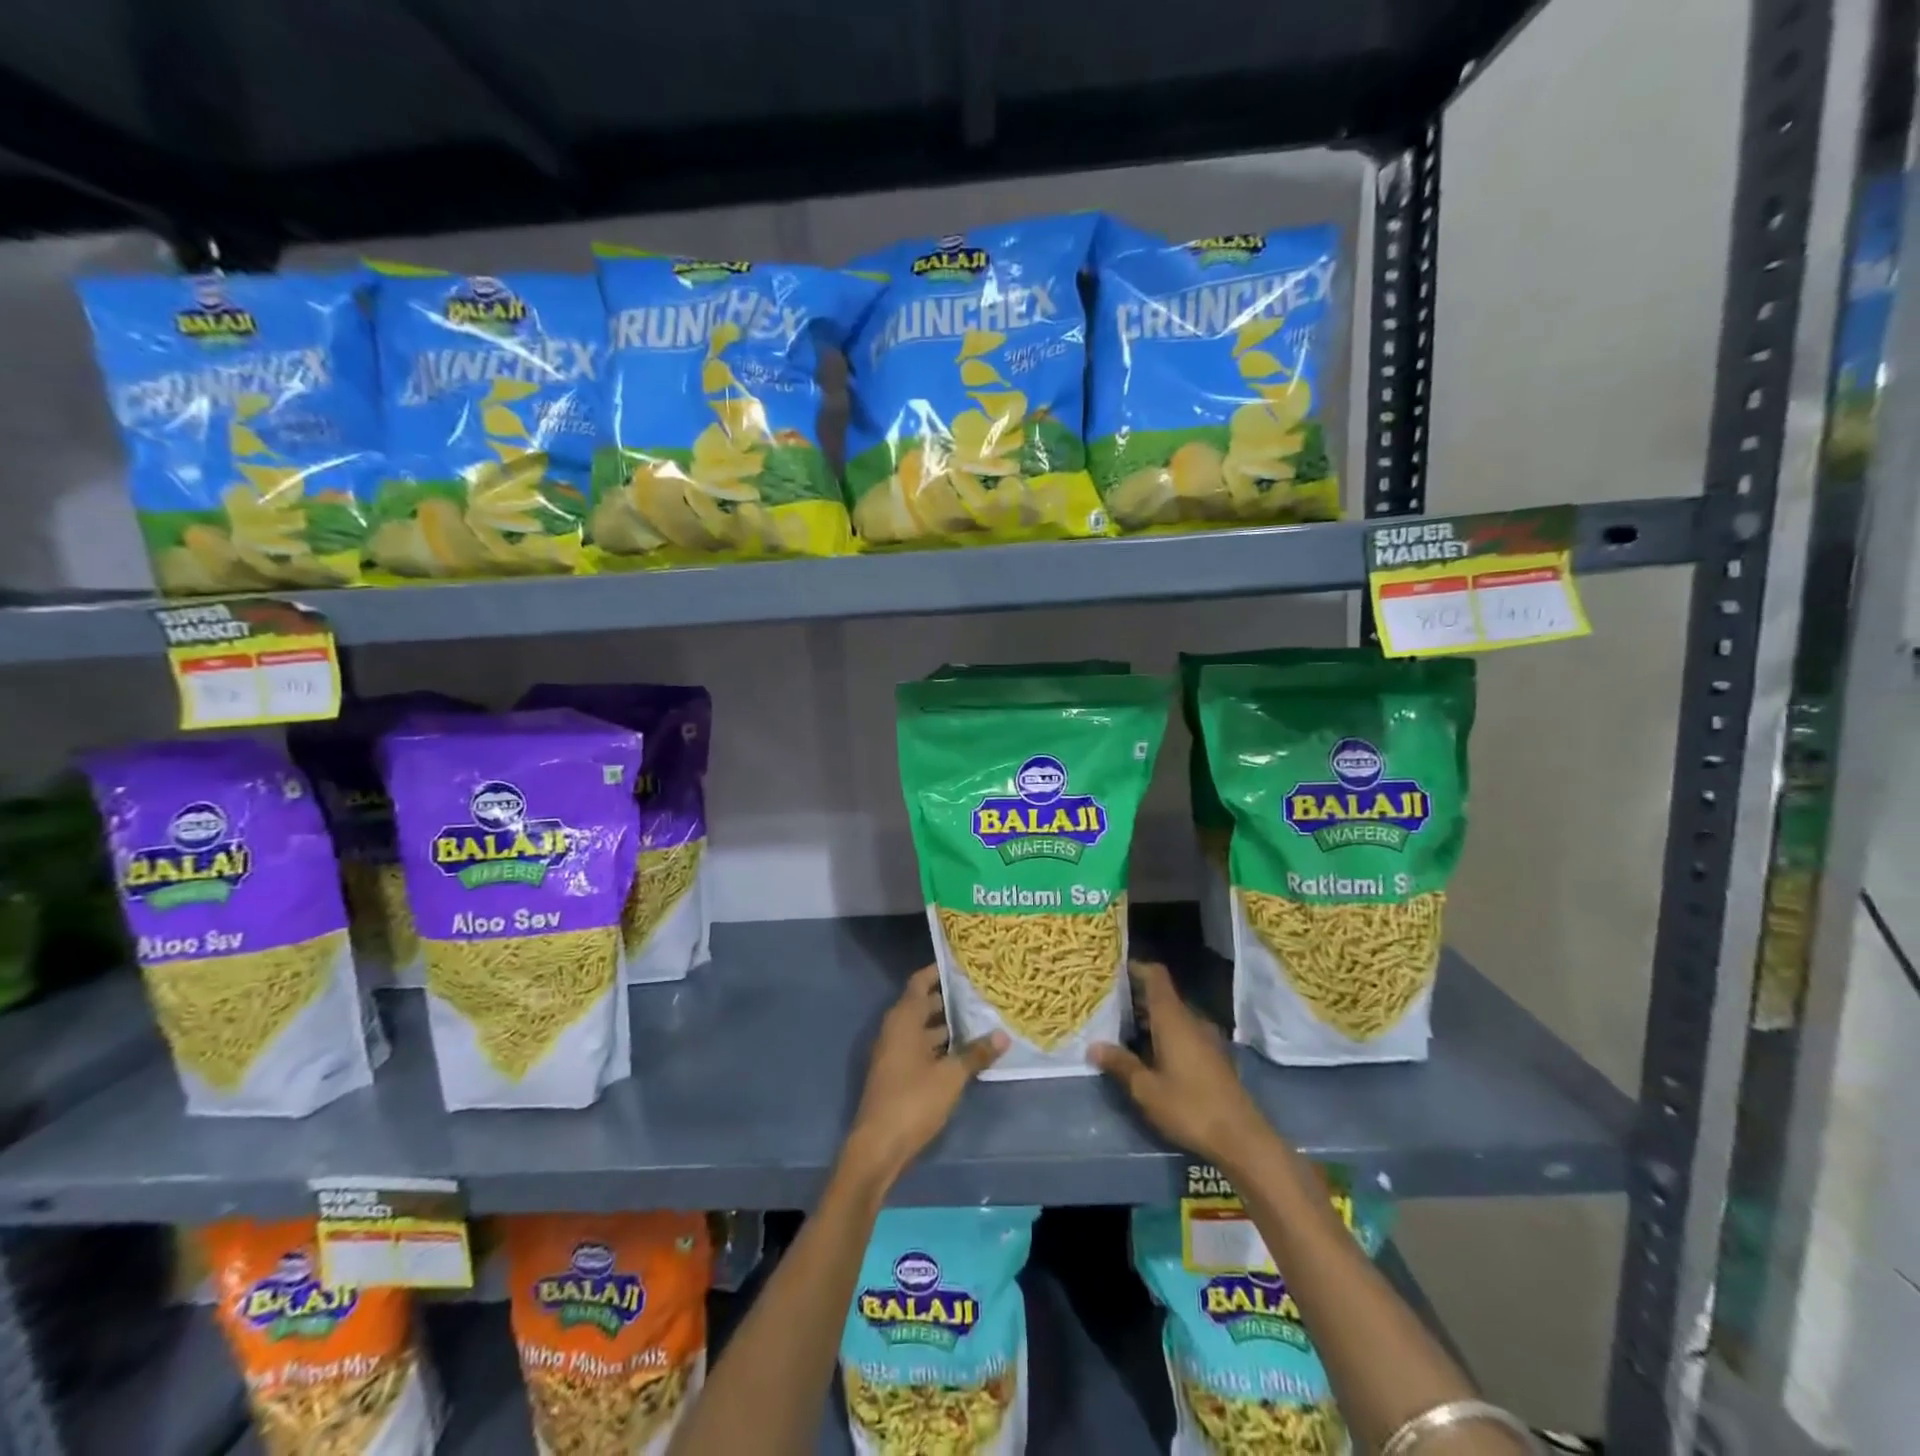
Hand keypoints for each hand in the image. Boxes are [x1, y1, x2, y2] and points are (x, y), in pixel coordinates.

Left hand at [845, 965, 1006, 1186]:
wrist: (878, 1147)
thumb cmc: (913, 1101)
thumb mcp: (951, 1077)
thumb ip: (975, 1054)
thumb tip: (1003, 1035)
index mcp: (903, 1020)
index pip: (919, 982)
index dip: (938, 971)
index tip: (961, 964)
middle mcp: (895, 1030)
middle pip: (921, 1004)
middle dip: (947, 998)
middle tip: (978, 992)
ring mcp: (893, 1053)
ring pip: (921, 1028)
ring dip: (944, 1025)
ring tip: (977, 1020)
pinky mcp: (895, 1074)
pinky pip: (918, 1048)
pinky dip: (937, 1045)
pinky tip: (961, 1053)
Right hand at [1091, 961, 1272, 1168]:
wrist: (1242, 1139)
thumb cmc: (1189, 1107)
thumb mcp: (1146, 1089)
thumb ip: (1120, 1064)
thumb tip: (1093, 1046)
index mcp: (1173, 1019)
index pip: (1156, 976)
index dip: (1136, 968)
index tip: (1114, 971)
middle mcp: (1192, 1020)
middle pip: (1163, 995)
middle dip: (1137, 997)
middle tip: (1109, 1005)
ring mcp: (1207, 1038)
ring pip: (1174, 1016)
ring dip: (1151, 1018)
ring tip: (1123, 1030)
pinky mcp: (1214, 1056)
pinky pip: (1185, 1032)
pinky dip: (1165, 1033)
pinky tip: (1151, 1054)